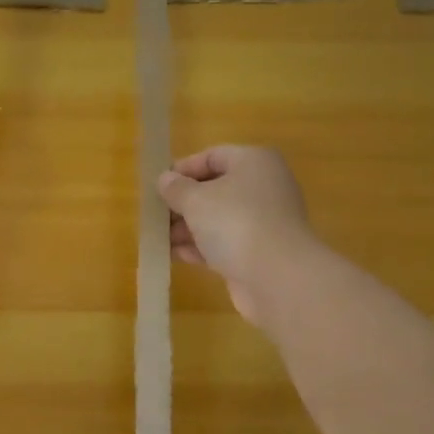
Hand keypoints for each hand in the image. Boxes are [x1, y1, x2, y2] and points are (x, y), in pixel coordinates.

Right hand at [157, 145, 315, 327]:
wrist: (277, 277)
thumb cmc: (235, 222)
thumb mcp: (196, 200)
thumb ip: (176, 188)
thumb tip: (165, 180)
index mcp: (254, 162)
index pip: (213, 156)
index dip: (183, 169)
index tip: (158, 186)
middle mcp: (263, 187)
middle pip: (215, 189)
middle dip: (183, 203)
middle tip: (156, 215)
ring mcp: (264, 222)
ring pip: (219, 218)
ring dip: (188, 227)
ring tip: (159, 238)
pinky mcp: (260, 252)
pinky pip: (225, 243)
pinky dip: (202, 247)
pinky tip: (176, 255)